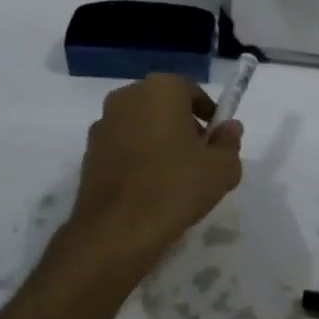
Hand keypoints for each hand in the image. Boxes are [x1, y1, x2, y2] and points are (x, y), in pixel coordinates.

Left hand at [50, 74, 243, 292]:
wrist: (117, 229)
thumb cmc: (176, 187)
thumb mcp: (221, 168)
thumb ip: (229, 142)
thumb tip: (229, 128)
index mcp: (161, 88)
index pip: (191, 91)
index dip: (208, 113)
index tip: (216, 138)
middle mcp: (127, 96)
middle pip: (163, 104)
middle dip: (182, 124)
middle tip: (198, 156)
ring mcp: (103, 123)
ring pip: (141, 124)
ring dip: (157, 140)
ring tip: (173, 176)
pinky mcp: (89, 151)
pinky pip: (122, 145)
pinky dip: (136, 157)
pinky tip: (148, 186)